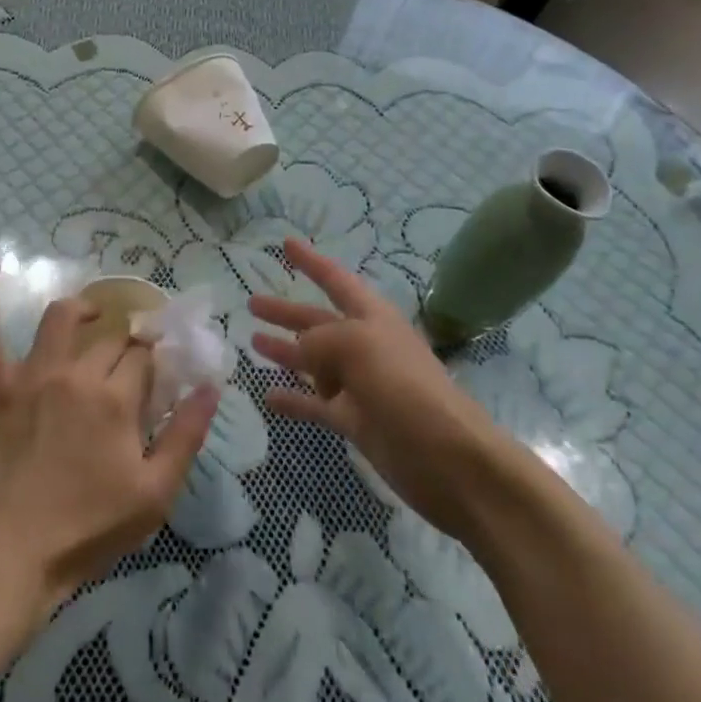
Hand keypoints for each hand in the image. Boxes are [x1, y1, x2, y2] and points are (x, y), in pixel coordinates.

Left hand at [0, 264, 218, 622]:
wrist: (6, 556)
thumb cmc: (85, 531)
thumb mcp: (154, 494)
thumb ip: (187, 435)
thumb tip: (212, 386)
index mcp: (117, 398)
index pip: (144, 359)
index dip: (154, 362)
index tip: (158, 373)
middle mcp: (77, 373)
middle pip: (110, 340)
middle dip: (126, 344)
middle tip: (128, 362)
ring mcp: (31, 375)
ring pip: (61, 320)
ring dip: (82, 309)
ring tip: (92, 313)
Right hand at [251, 238, 499, 541]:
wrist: (448, 458)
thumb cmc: (404, 386)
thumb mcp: (357, 346)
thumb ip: (320, 340)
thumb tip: (300, 348)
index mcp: (371, 317)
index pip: (335, 279)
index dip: (311, 261)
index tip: (286, 243)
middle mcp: (364, 345)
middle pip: (318, 321)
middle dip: (287, 311)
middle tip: (252, 304)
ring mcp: (360, 385)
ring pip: (313, 362)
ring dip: (285, 351)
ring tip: (252, 343)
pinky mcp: (356, 421)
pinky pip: (315, 404)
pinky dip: (293, 399)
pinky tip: (267, 396)